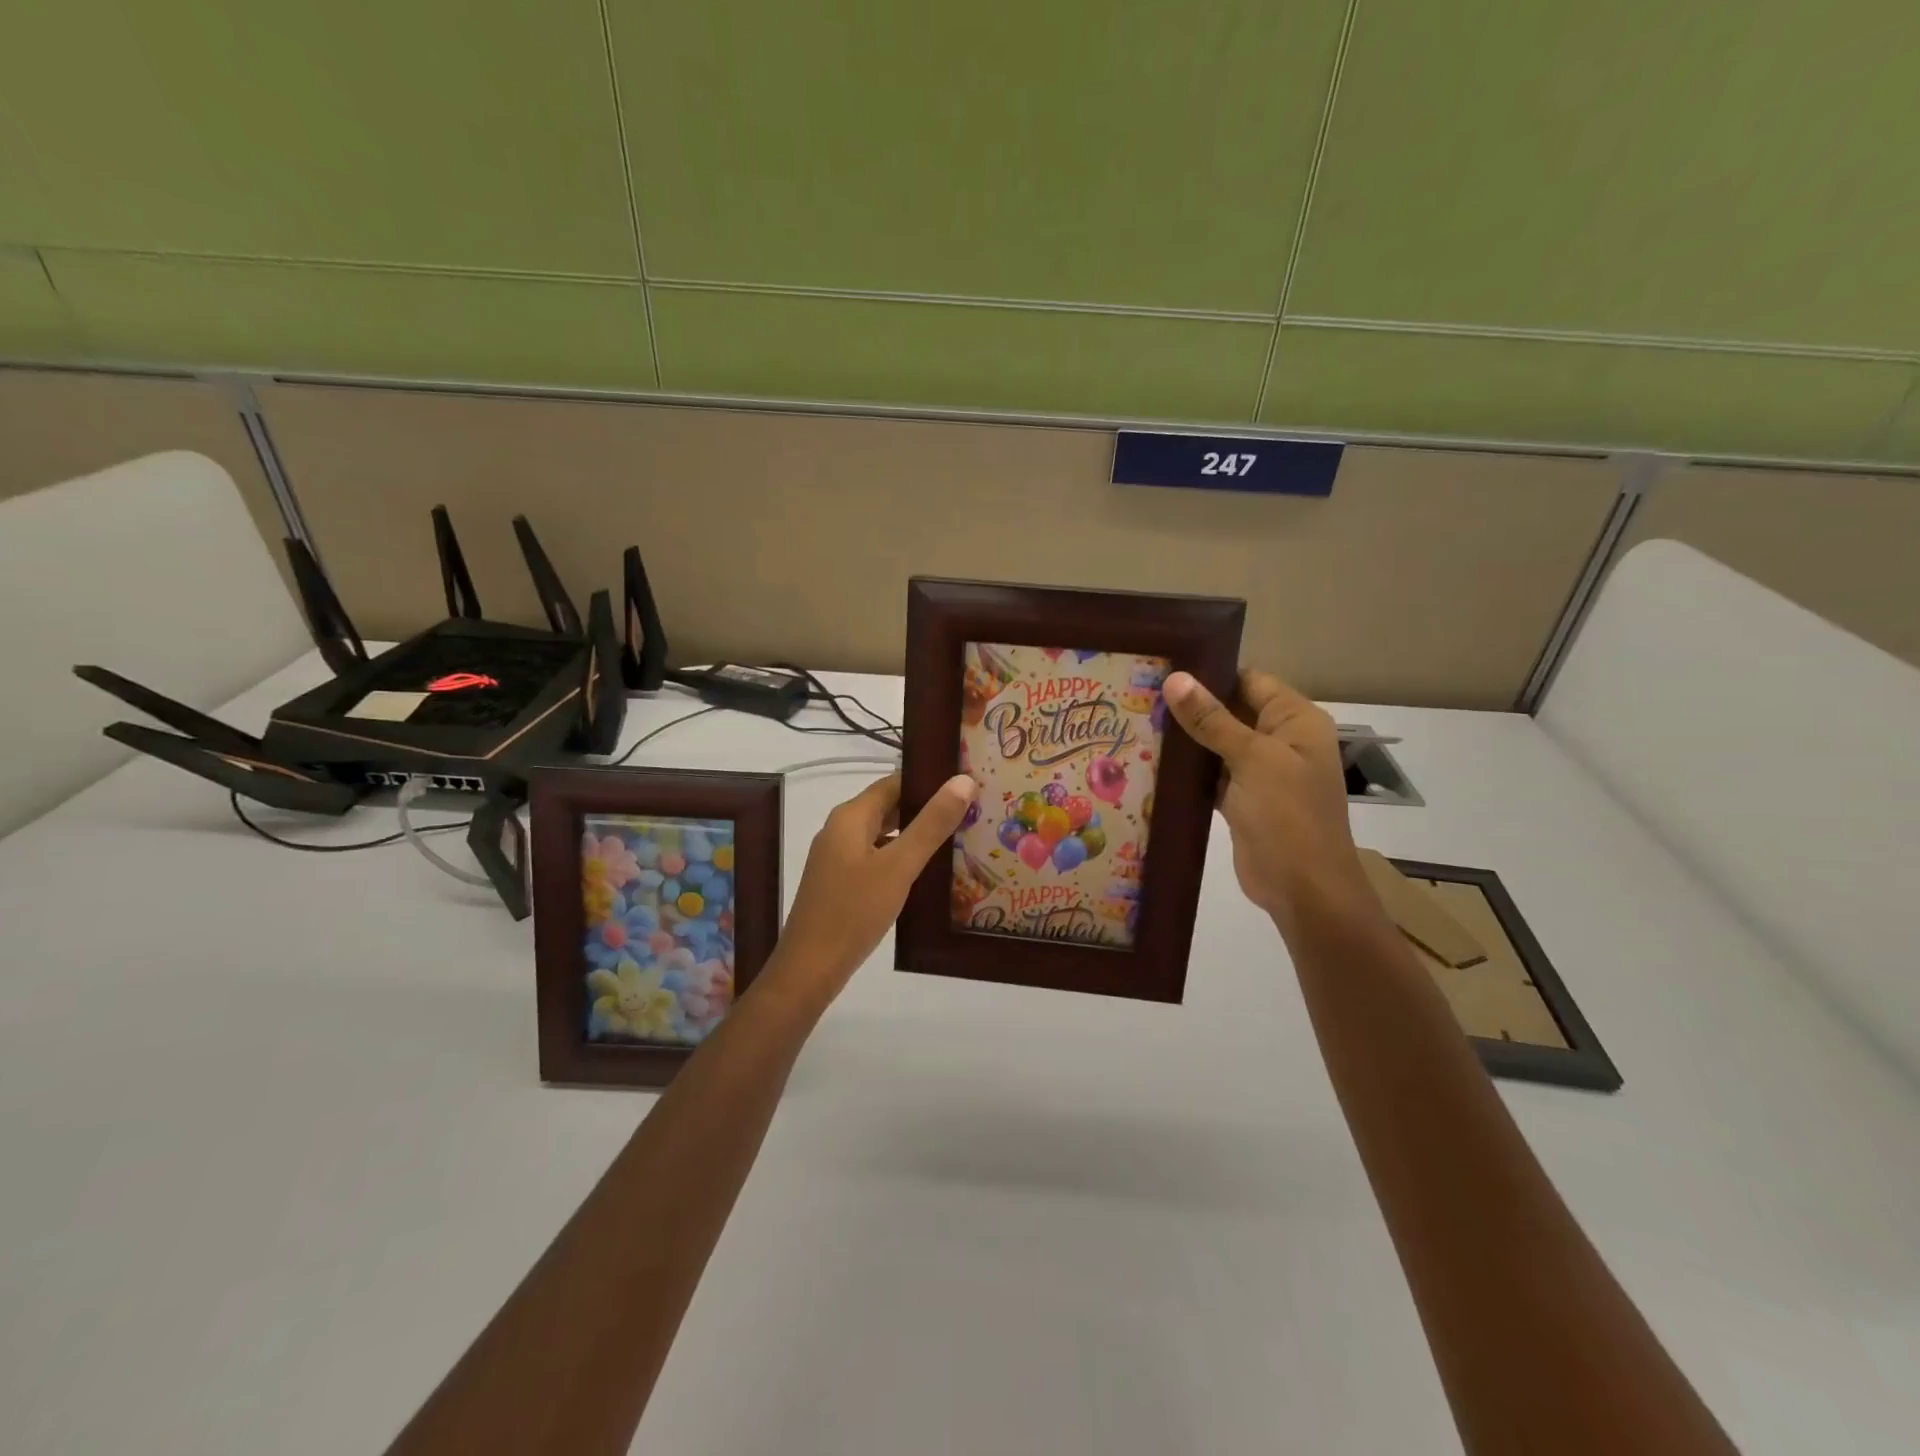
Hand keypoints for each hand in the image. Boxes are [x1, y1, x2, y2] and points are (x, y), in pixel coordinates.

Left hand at [761, 771, 977, 1013]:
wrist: (810, 969)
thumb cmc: (854, 911)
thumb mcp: (899, 866)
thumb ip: (932, 824)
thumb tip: (963, 780)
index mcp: (850, 817)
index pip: (894, 782)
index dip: (929, 780)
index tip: (966, 783)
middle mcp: (841, 830)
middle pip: (889, 807)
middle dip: (927, 808)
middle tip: (972, 810)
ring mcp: (839, 858)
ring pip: (885, 835)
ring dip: (917, 835)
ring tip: (960, 838)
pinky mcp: (842, 883)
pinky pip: (877, 858)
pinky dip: (902, 859)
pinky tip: (929, 872)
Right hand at [1163, 669, 1368, 930]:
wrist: (1303, 889)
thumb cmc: (1287, 815)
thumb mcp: (1251, 759)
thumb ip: (1211, 719)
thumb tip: (1175, 678)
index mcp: (1296, 720)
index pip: (1250, 681)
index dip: (1211, 674)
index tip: (1164, 669)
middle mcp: (1281, 740)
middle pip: (1232, 711)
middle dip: (1191, 707)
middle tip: (1141, 694)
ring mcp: (1261, 772)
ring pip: (1218, 744)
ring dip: (1186, 739)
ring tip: (1138, 721)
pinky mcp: (1242, 800)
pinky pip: (1212, 774)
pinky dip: (1188, 770)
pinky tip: (1152, 760)